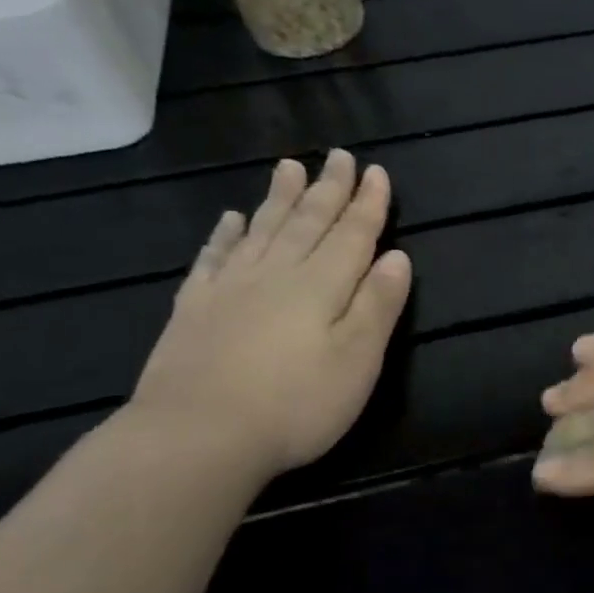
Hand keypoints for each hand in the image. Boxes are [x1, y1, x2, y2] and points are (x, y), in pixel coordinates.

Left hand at [128, 151, 412, 478]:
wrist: (197, 436)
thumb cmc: (296, 404)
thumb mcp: (357, 360)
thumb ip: (378, 305)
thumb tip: (398, 257)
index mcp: (321, 286)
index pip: (352, 235)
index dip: (367, 204)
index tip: (376, 172)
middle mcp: (277, 274)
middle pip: (307, 222)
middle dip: (327, 189)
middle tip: (338, 156)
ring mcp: (230, 289)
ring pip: (262, 230)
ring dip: (280, 198)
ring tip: (289, 167)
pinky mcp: (195, 309)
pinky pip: (214, 258)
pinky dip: (226, 235)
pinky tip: (231, 220)